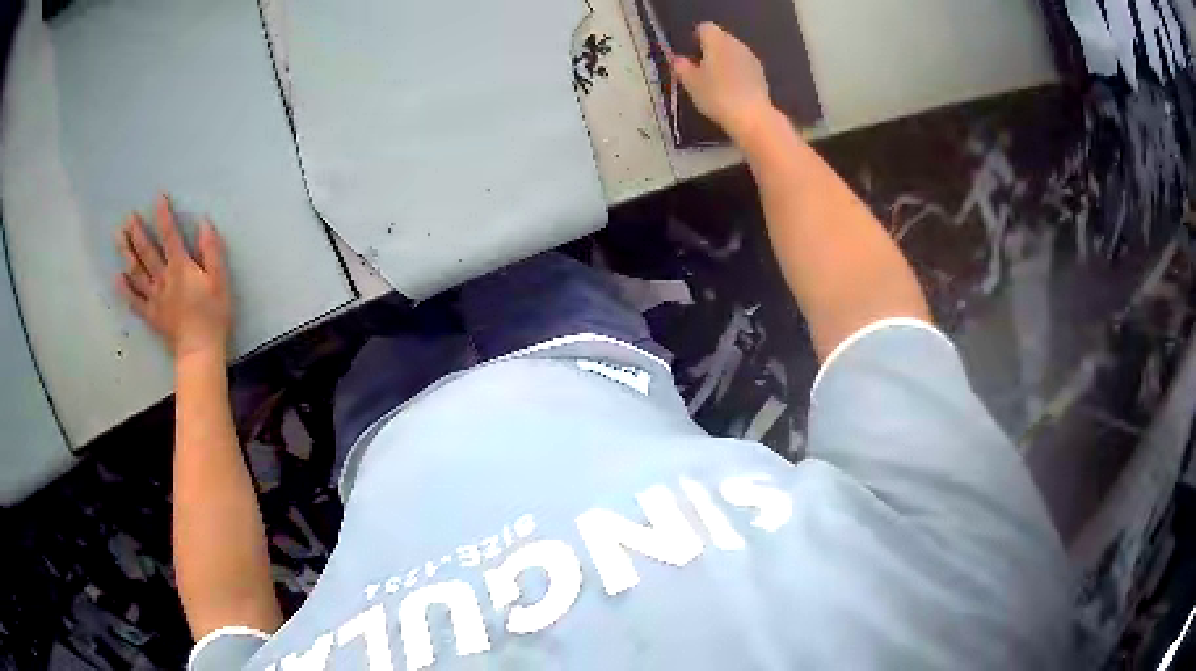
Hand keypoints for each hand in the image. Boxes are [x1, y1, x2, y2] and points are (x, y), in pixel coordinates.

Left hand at [116, 194, 231, 360]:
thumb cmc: (213, 314)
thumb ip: (211, 250)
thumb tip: (204, 223)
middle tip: (128, 217)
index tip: (158, 197)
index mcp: (180, 267)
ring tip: (118, 238)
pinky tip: (117, 278)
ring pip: (137, 272)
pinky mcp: (151, 315)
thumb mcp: (220, 279)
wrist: (199, 350)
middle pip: (147, 252)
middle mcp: (163, 278)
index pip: (170, 235)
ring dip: (126, 254)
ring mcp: (154, 298)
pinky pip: (135, 301)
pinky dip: (125, 290)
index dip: (164, 215)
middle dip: (137, 233)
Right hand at [671, 22, 774, 143]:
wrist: (752, 116)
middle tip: (702, 68)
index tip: (692, 51)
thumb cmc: (716, 95)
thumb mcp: (691, 83)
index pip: (705, 28)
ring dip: (725, 61)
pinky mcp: (761, 73)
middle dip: (712, 49)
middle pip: (721, 39)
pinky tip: (732, 90)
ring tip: (716, 81)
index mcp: (716, 41)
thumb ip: (682, 67)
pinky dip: (737, 72)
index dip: (697, 37)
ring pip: (734, 52)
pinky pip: (744, 66)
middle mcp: (736, 44)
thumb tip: (678, 59)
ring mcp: (751, 58)